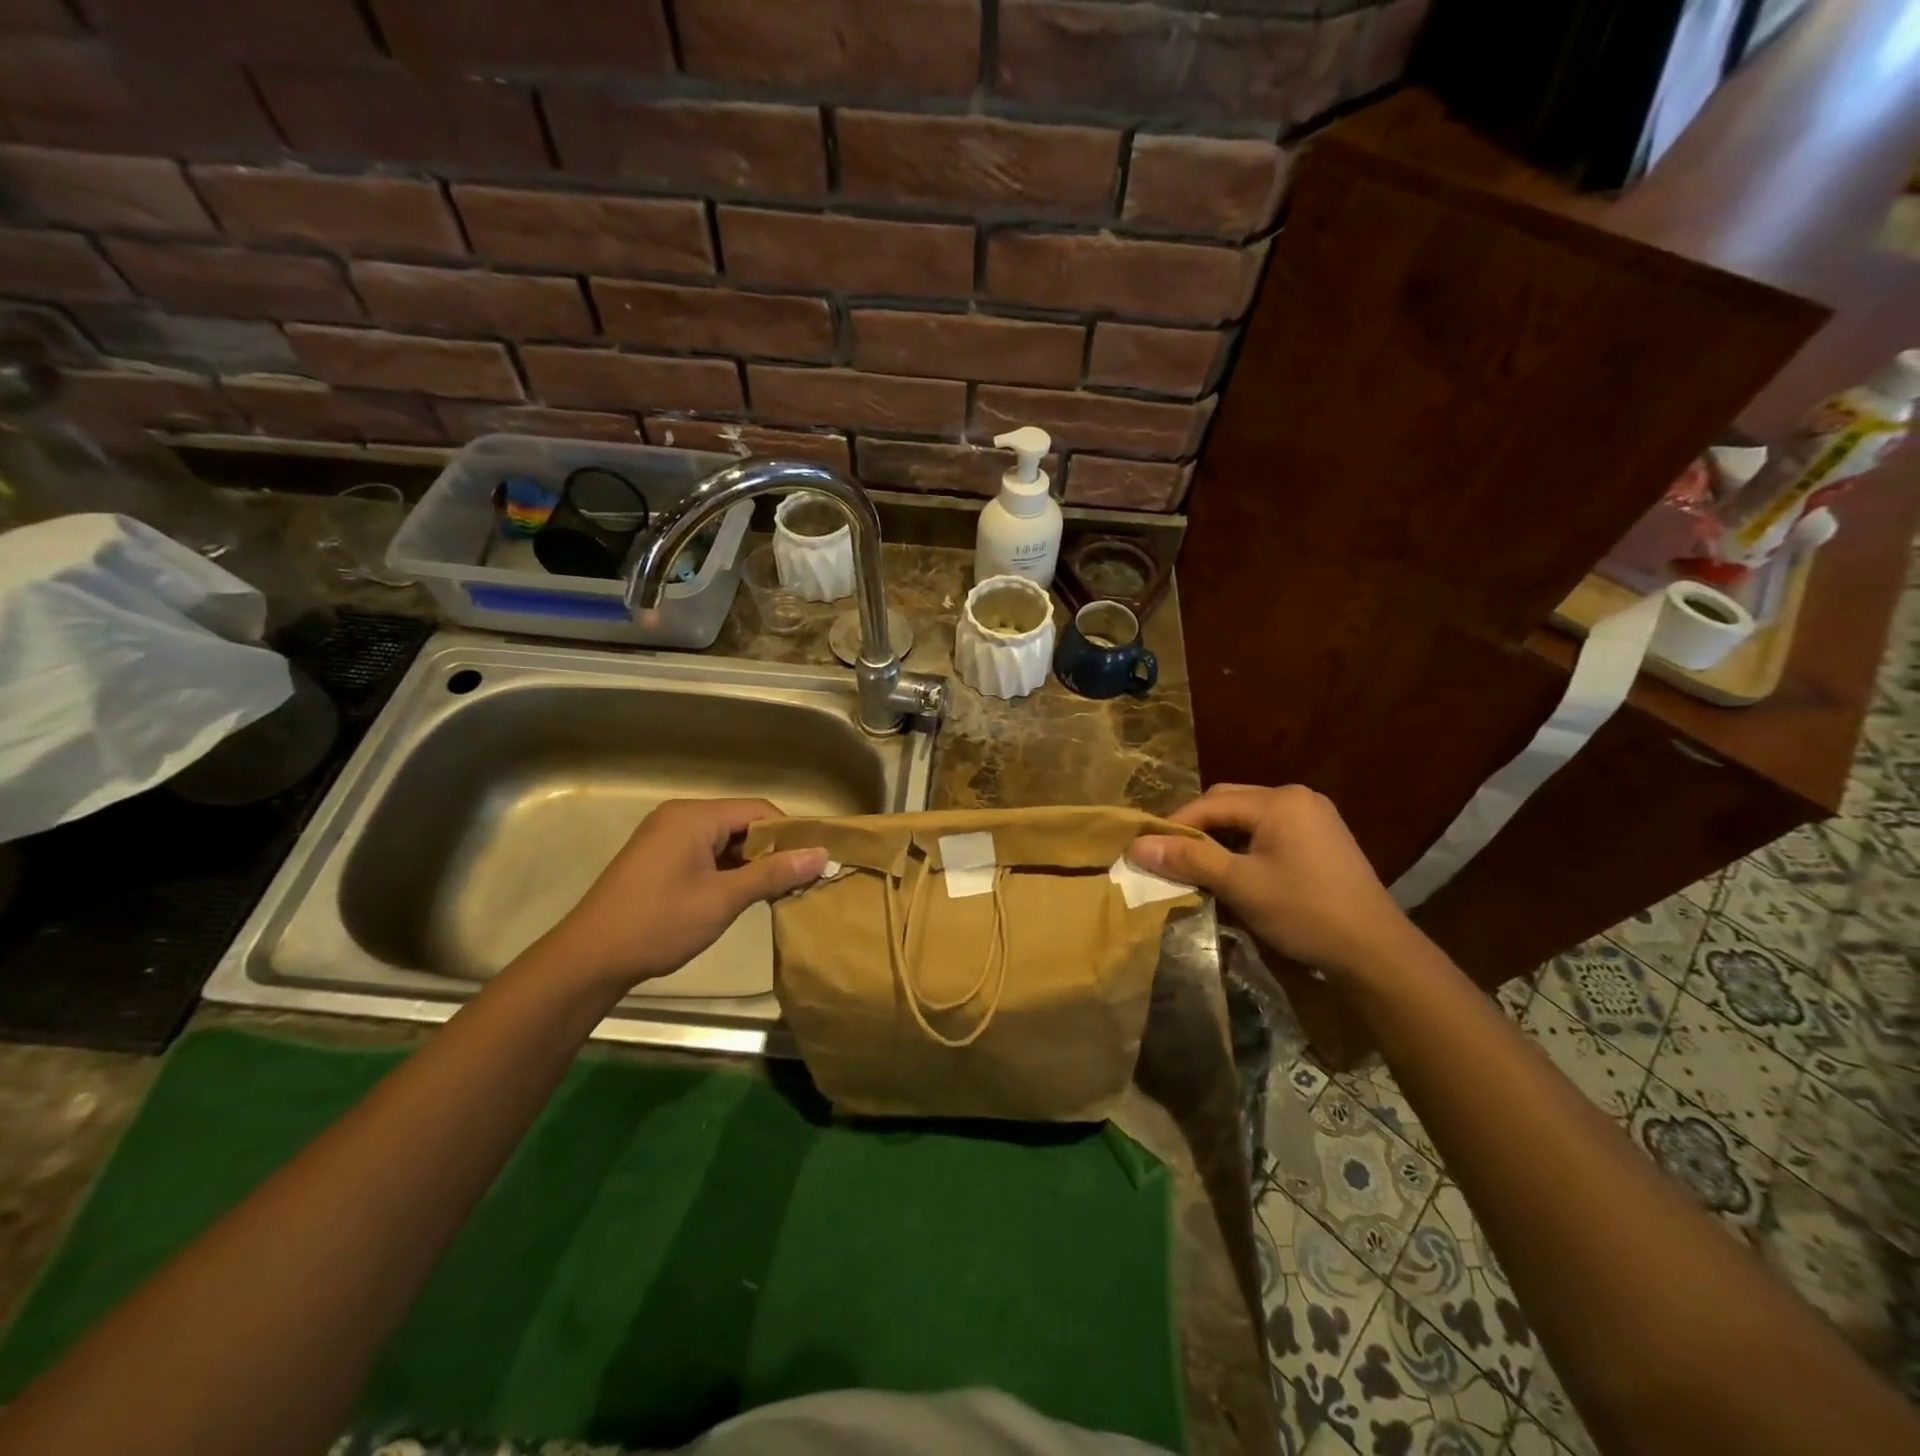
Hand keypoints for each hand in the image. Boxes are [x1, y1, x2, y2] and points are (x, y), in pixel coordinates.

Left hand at [537, 798, 826, 994]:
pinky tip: (746, 892)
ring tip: (780, 889)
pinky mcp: (660, 857)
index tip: (815, 861)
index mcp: (694, 817)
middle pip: (742, 822)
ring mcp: (667, 837)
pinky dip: (729, 869)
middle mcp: (680, 817)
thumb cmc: (658, 924)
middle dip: (773, 849)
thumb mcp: (722, 900)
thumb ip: (773, 874)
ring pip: (726, 839)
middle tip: (801, 878)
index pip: (758, 810)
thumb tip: (821, 855)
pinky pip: (707, 852)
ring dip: (752, 862)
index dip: (790, 833)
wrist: (589, 959)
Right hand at [1129, 784, 1417, 978]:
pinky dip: (1245, 847)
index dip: (1174, 826)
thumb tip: (1137, 846)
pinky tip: (1236, 873)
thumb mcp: (1239, 884)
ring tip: (1199, 868)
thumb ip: (1189, 859)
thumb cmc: (1304, 911)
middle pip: (1229, 804)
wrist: (1376, 951)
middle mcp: (1297, 797)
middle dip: (1197, 830)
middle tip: (1171, 859)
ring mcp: (1314, 817)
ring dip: (1220, 840)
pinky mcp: (1323, 839)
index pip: (1209, 804)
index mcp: (1279, 800)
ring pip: (1248, 819)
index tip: (1147, 851)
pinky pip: (1270, 832)